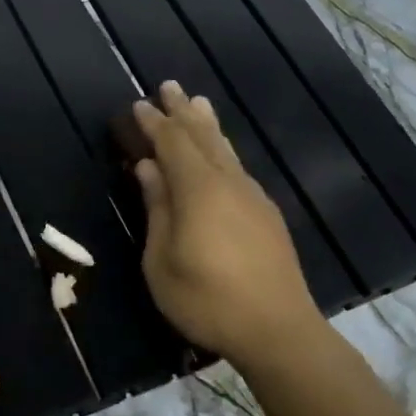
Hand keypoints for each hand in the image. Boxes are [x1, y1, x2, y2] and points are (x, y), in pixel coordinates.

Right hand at [133, 81, 326, 367]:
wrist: (277, 329)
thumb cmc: (207, 299)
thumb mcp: (162, 260)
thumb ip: (157, 208)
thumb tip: (149, 168)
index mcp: (198, 189)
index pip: (172, 143)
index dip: (154, 123)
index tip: (138, 105)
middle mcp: (228, 182)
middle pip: (202, 137)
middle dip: (183, 111)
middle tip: (169, 86)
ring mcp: (252, 196)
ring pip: (226, 149)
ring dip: (208, 125)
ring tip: (199, 103)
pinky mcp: (266, 214)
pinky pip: (238, 167)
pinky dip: (223, 150)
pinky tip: (221, 154)